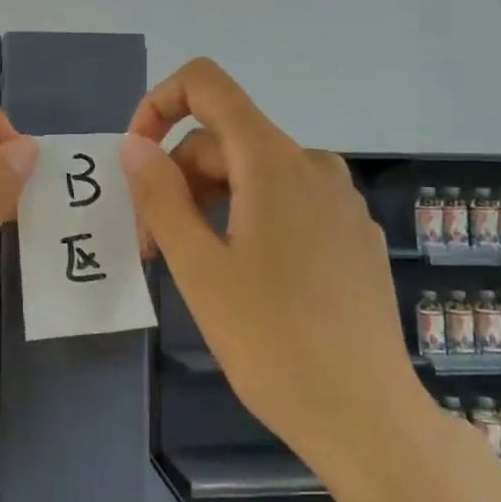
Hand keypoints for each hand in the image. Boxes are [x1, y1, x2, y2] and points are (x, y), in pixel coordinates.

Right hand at [120, 58, 430, 467]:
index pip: (207, 85)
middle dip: (176, 179)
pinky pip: (286, 201)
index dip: (159, 105)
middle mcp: (312, 164)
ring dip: (208, 202)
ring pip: (252, 173)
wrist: (366, 416)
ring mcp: (339, 200)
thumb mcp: (197, 266)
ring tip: (191, 265)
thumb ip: (159, 195)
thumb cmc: (270, 340)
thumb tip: (135, 145)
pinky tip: (242, 276)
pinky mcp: (352, 234)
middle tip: (151, 247)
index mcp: (272, 160)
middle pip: (223, 140)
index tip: (137, 161)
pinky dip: (246, 217)